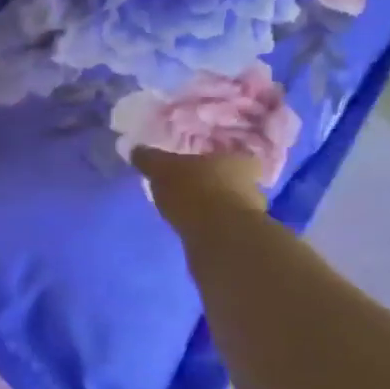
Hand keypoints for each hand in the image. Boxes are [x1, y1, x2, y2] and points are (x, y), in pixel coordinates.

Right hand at [132, 145, 267, 231]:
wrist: (220, 238)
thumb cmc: (195, 190)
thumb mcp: (162, 169)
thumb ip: (150, 159)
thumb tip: (136, 149)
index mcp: (240, 159)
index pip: (230, 153)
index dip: (211, 157)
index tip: (194, 163)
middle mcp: (253, 183)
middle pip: (230, 179)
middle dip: (210, 183)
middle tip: (186, 185)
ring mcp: (251, 213)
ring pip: (227, 203)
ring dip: (210, 206)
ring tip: (185, 209)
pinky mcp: (242, 238)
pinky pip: (221, 225)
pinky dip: (208, 225)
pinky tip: (191, 227)